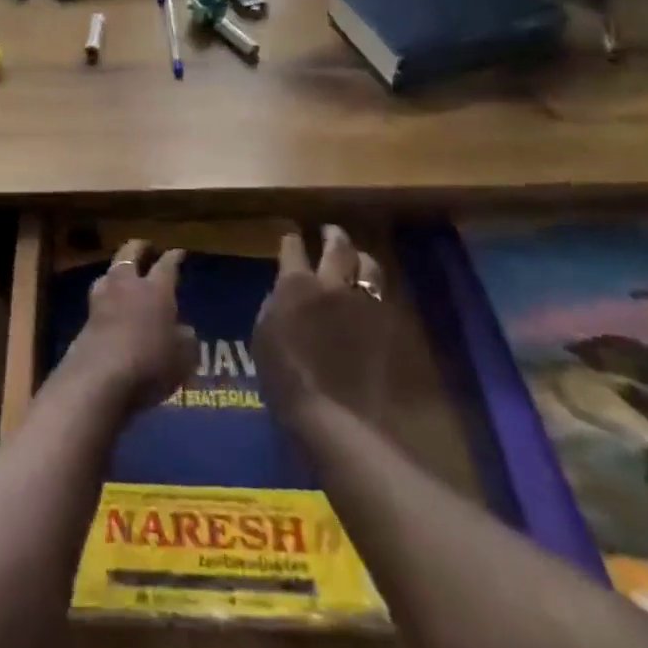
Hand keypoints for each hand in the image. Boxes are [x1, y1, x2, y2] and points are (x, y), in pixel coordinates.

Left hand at [59, 240, 196, 417]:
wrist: (100, 376)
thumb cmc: (150, 363)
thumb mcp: (183, 357)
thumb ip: (186, 339)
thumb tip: (185, 330)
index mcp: (156, 289)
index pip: (167, 265)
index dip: (174, 257)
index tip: (178, 252)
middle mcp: (128, 285)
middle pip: (130, 253)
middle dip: (140, 247)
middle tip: (147, 247)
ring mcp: (103, 298)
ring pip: (110, 271)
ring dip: (119, 269)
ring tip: (125, 274)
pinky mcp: (86, 317)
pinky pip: (100, 296)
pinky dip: (107, 295)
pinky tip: (111, 303)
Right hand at [253, 225, 390, 435]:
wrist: (332, 415)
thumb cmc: (284, 376)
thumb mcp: (263, 333)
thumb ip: (275, 303)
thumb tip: (283, 291)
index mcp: (296, 283)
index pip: (293, 246)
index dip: (291, 239)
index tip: (291, 236)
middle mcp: (331, 283)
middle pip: (337, 245)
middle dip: (332, 234)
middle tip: (329, 232)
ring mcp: (361, 303)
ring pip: (368, 264)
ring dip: (360, 257)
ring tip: (356, 257)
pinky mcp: (384, 325)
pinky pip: (381, 295)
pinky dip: (373, 288)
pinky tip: (368, 293)